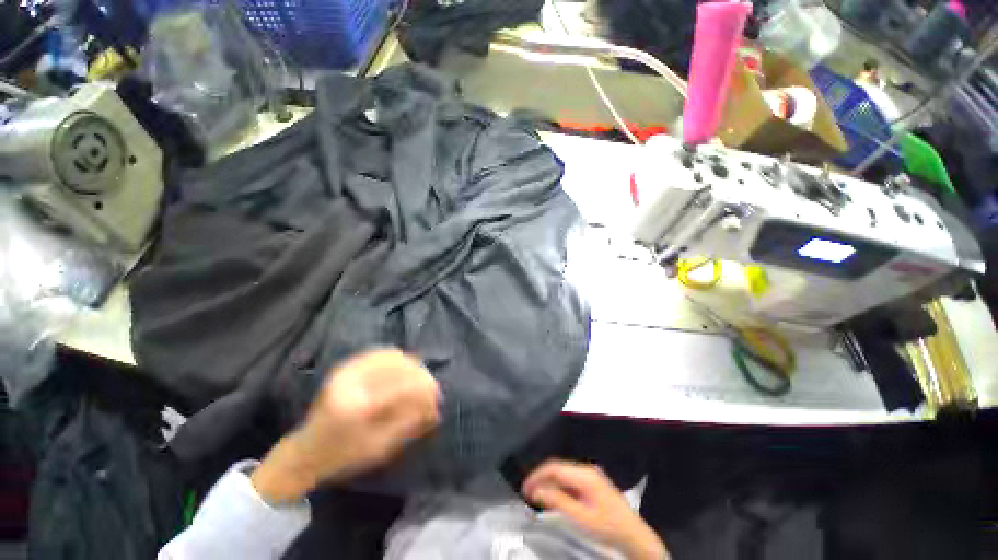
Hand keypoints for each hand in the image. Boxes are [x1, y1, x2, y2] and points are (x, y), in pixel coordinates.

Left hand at [252, 349, 441, 503]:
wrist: (307, 450)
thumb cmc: (344, 455)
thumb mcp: (380, 447)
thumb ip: (409, 423)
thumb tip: (436, 407)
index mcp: (358, 406)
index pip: (404, 387)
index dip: (425, 389)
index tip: (437, 398)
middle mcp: (352, 381)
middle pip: (400, 367)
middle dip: (421, 376)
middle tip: (431, 389)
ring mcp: (348, 370)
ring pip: (393, 356)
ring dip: (412, 366)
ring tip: (420, 380)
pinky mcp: (348, 366)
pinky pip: (381, 353)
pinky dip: (399, 359)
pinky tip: (405, 370)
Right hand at [523, 460, 668, 559]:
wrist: (633, 535)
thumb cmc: (608, 527)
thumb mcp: (581, 517)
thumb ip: (558, 501)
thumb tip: (538, 490)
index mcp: (584, 475)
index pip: (554, 468)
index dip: (537, 476)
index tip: (525, 488)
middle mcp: (587, 469)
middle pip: (558, 468)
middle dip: (541, 478)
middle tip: (528, 493)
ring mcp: (590, 474)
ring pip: (563, 473)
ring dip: (549, 483)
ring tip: (538, 496)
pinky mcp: (592, 482)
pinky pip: (570, 479)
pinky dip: (559, 486)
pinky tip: (554, 497)